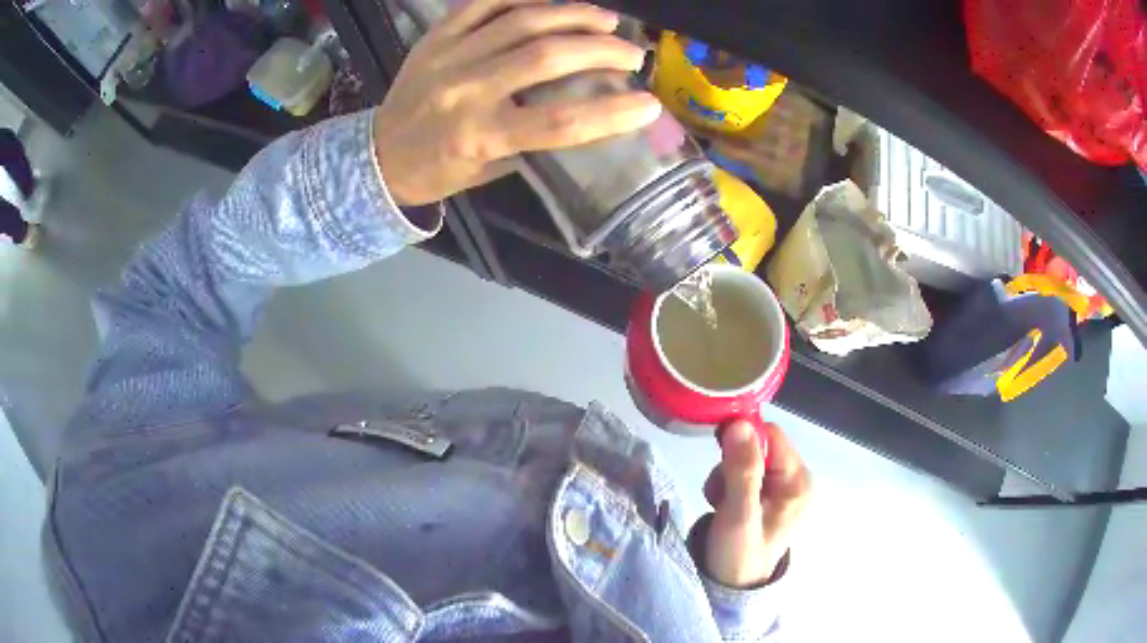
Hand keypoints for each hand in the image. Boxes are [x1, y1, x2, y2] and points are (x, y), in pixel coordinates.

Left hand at [373, 0, 662, 205]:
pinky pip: (484, 2)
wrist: (377, 156)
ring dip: (573, 15)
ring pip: (522, 21)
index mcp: (481, 136)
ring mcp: (449, 57)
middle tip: (632, 53)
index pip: (560, 122)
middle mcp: (467, 91)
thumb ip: (534, 140)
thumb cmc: (438, 171)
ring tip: (606, 19)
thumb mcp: (490, 170)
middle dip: (602, 50)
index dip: (613, 112)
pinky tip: (554, 1)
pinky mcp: (436, 36)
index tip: (650, 104)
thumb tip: (584, 111)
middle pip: (547, 57)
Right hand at [690, 421, 811, 587]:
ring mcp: (779, 489)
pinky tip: (721, 505)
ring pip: (746, 459)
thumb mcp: (739, 514)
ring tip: (719, 503)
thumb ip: (742, 470)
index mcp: (798, 481)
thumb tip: (739, 423)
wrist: (729, 589)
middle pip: (758, 446)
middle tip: (719, 491)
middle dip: (732, 463)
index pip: (771, 436)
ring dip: (726, 475)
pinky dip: (726, 485)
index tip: (718, 452)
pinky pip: (743, 474)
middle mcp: (794, 480)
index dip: (744, 438)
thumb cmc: (739, 555)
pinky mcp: (764, 498)